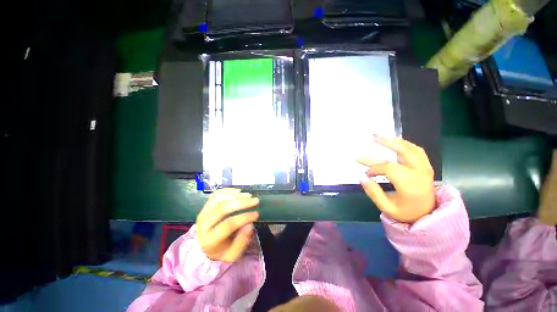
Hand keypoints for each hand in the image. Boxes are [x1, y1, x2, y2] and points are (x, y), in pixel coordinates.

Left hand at [196, 188, 259, 261]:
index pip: (228, 225)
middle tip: (255, 200)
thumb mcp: (233, 254)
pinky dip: (228, 190)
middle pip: (223, 208)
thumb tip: (250, 224)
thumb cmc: (222, 250)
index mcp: (210, 240)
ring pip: (219, 199)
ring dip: (236, 195)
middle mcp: (203, 225)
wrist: (204, 247)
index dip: (244, 218)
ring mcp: (203, 213)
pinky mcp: (205, 206)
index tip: (257, 214)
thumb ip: (242, 241)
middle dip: (242, 202)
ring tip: (249, 195)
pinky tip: (239, 191)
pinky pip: (216, 194)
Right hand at [357, 136, 434, 223]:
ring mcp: (426, 169)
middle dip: (386, 143)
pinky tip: (397, 141)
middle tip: (372, 137)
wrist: (428, 216)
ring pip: (412, 149)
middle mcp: (420, 174)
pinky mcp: (426, 167)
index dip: (374, 168)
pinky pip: (418, 151)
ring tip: (383, 136)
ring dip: (396, 141)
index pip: (389, 168)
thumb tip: (361, 178)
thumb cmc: (406, 213)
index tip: (367, 174)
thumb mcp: (387, 207)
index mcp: (411, 185)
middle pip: (403, 152)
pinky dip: (407, 144)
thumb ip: (373, 192)